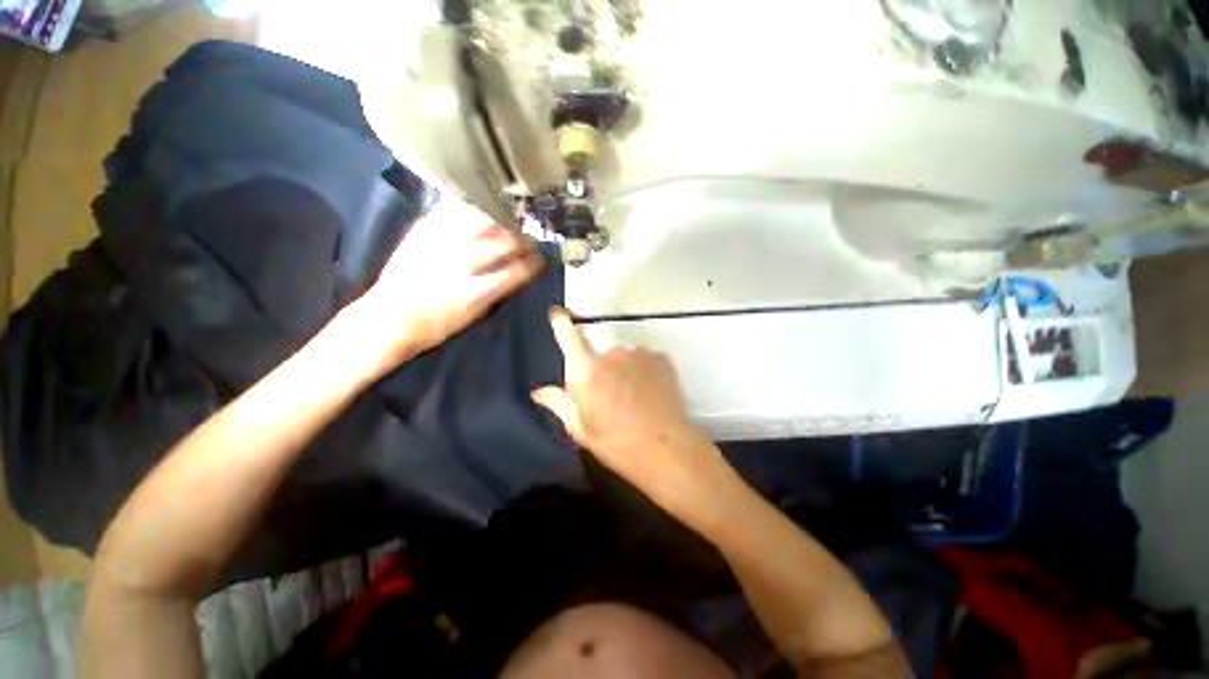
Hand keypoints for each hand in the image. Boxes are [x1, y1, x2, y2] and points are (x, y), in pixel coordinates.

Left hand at [354, 200, 543, 366]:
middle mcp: (460, 263)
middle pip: (502, 243)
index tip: (541, 260)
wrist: (388, 317)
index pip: (515, 271)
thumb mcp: (475, 315)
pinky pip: (454, 210)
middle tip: (529, 240)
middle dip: (522, 240)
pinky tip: (483, 210)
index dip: (533, 263)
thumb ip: (498, 290)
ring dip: (502, 222)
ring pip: (482, 222)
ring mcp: (440, 243)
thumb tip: (518, 272)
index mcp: (475, 291)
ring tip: (510, 224)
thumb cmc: (437, 325)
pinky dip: (473, 209)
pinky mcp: (423, 230)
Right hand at [532, 308, 733, 516]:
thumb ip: (559, 404)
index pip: (570, 339)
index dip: (561, 324)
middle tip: (610, 398)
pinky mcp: (660, 358)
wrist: (666, 448)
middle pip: (599, 356)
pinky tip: (650, 393)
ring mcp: (639, 355)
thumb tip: (538, 391)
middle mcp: (612, 355)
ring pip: (625, 358)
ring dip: (625, 372)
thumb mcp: (581, 429)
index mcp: (588, 372)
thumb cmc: (617, 443)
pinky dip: (644, 371)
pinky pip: (645, 360)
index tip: (557, 312)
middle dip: (601, 371)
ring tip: (634, 399)